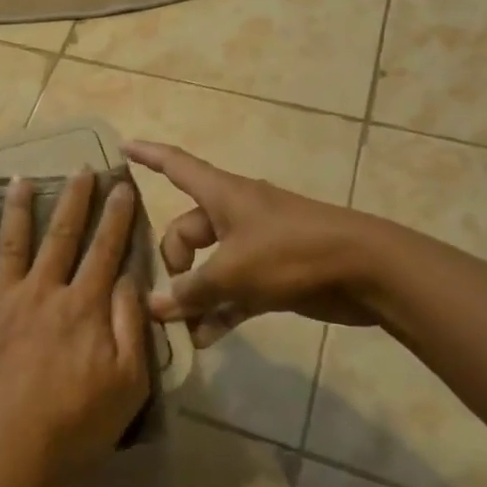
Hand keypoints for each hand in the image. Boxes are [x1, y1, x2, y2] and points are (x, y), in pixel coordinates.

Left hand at [0, 171, 150, 486]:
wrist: (6, 454)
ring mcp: (1, 303)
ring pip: (11, 244)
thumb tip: (129, 279)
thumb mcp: (127, 383)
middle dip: (74, 199)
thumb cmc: (74, 425)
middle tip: (82, 168)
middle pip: (61, 236)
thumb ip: (130, 326)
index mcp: (83, 306)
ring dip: (17, 209)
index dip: (117, 216)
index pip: (105, 250)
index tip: (123, 185)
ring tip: (21, 179)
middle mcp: (42, 292)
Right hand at [124, 140, 384, 345]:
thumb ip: (192, 290)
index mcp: (222, 195)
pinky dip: (220, 311)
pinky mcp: (272, 275)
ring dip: (194, 295)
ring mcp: (254, 245)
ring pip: (209, 266)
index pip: (175, 165)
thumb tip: (154, 305)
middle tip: (165, 298)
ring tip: (176, 327)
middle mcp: (233, 215)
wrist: (365, 270)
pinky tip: (204, 340)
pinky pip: (234, 291)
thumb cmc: (292, 253)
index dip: (148, 155)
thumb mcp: (234, 271)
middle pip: (186, 231)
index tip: (122, 147)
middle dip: (172, 263)